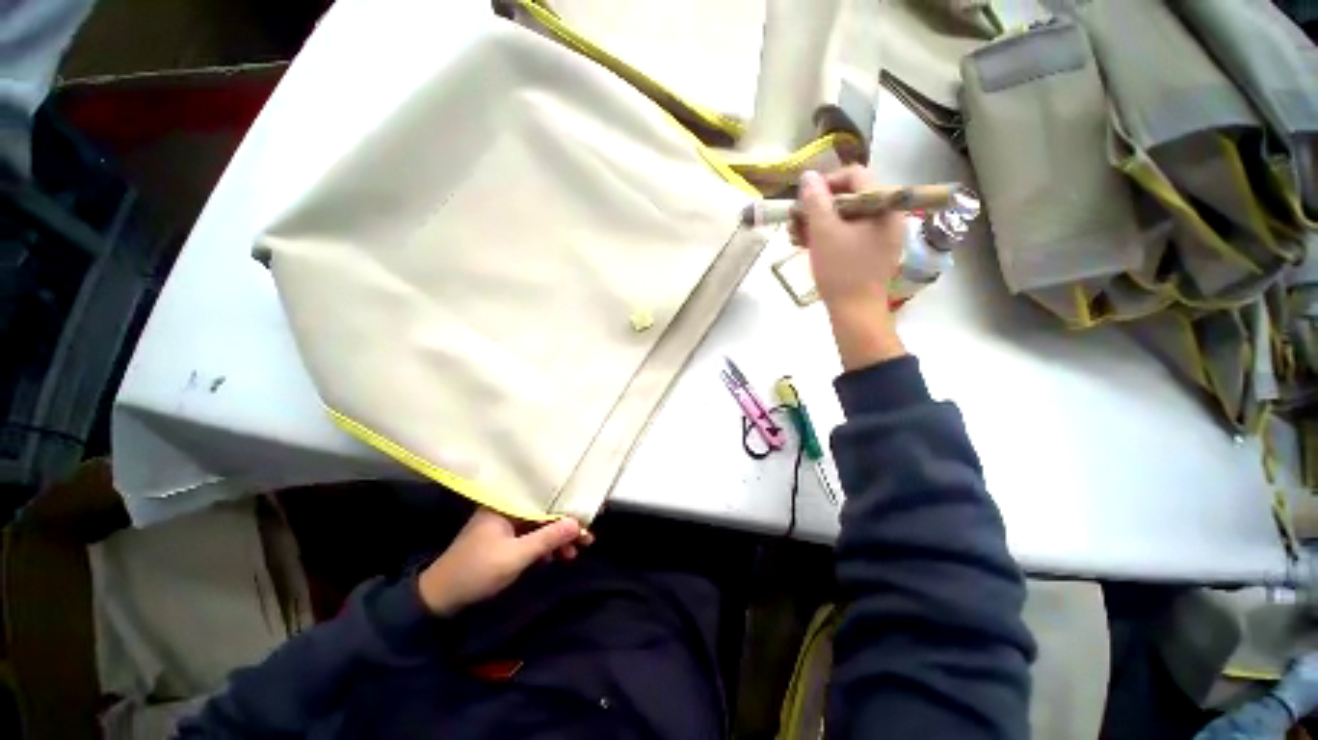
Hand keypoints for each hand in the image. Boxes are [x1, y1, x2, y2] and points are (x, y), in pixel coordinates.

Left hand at [417, 509, 592, 615]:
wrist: (439, 599)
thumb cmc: (477, 571)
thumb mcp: (515, 556)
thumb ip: (547, 539)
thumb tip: (578, 522)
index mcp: (506, 505)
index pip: (545, 502)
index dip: (568, 513)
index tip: (586, 526)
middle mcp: (507, 509)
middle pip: (544, 513)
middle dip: (565, 528)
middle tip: (586, 541)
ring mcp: (505, 526)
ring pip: (539, 527)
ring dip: (556, 539)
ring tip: (573, 554)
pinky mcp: (503, 541)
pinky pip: (531, 538)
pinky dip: (544, 547)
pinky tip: (554, 558)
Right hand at [792, 166, 902, 308]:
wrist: (855, 312)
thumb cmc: (841, 271)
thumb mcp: (824, 233)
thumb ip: (815, 201)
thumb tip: (808, 176)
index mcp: (884, 205)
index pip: (854, 176)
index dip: (825, 183)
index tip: (802, 201)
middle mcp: (887, 215)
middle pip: (848, 197)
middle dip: (816, 208)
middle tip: (794, 223)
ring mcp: (879, 235)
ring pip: (845, 217)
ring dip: (817, 223)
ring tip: (795, 238)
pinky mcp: (870, 252)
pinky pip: (847, 234)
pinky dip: (827, 236)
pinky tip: (807, 246)